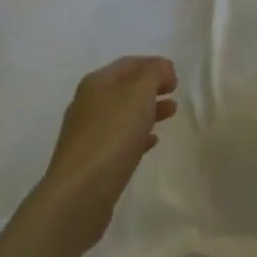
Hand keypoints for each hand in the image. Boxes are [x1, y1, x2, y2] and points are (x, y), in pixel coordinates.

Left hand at [34, 56, 177, 246]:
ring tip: (170, 114)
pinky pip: (119, 140)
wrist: (80, 192)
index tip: (176, 76)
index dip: (153, 64)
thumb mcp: (139, 94)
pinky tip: (151, 142)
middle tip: (174, 93)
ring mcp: (87, 133)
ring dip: (147, 110)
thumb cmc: (112, 135)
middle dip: (151, 87)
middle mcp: (88, 104)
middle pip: (124, 88)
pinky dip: (138, 135)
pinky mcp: (92, 160)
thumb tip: (163, 69)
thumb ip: (154, 75)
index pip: (128, 64)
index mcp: (96, 83)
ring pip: (123, 114)